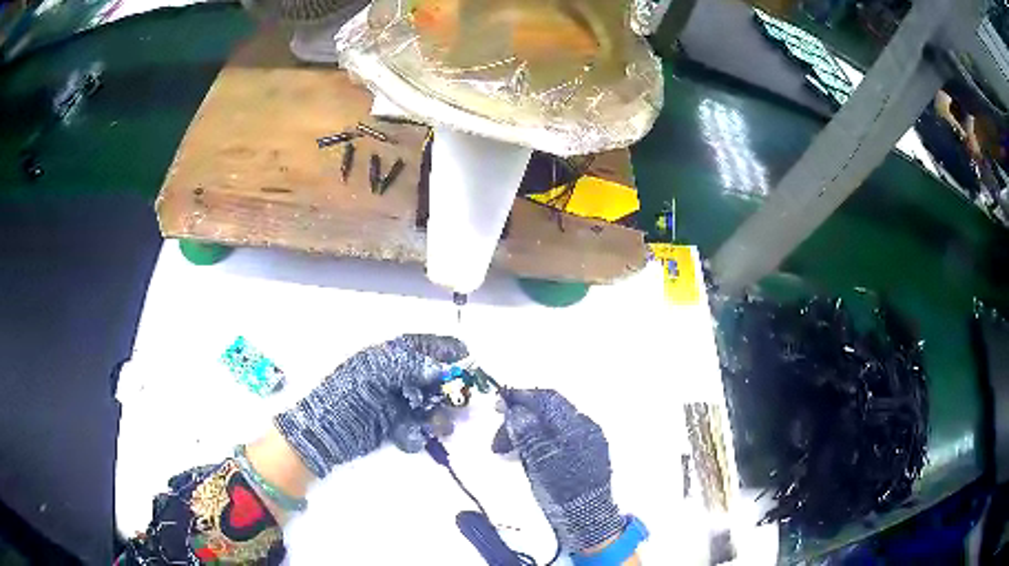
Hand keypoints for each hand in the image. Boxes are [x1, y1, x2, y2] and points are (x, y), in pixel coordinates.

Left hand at [275, 334, 467, 477]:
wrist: (323, 434)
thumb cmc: (344, 397)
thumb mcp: (372, 374)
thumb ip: (407, 366)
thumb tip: (441, 366)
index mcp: (385, 358)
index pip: (420, 346)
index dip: (444, 349)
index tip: (467, 356)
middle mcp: (394, 378)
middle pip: (431, 376)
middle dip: (447, 388)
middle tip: (460, 400)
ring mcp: (395, 403)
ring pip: (429, 404)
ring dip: (437, 414)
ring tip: (438, 427)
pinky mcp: (395, 426)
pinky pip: (417, 426)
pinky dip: (418, 432)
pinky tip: (408, 436)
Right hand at [492, 389, 624, 552]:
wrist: (587, 518)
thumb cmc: (562, 491)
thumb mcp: (538, 461)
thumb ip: (526, 432)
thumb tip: (514, 408)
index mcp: (576, 426)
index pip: (546, 399)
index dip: (521, 397)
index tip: (498, 403)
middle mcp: (586, 428)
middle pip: (549, 411)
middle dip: (521, 418)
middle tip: (498, 437)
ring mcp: (589, 441)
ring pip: (552, 425)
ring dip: (528, 431)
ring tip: (508, 450)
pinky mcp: (588, 454)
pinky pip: (559, 437)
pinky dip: (540, 441)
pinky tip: (528, 455)